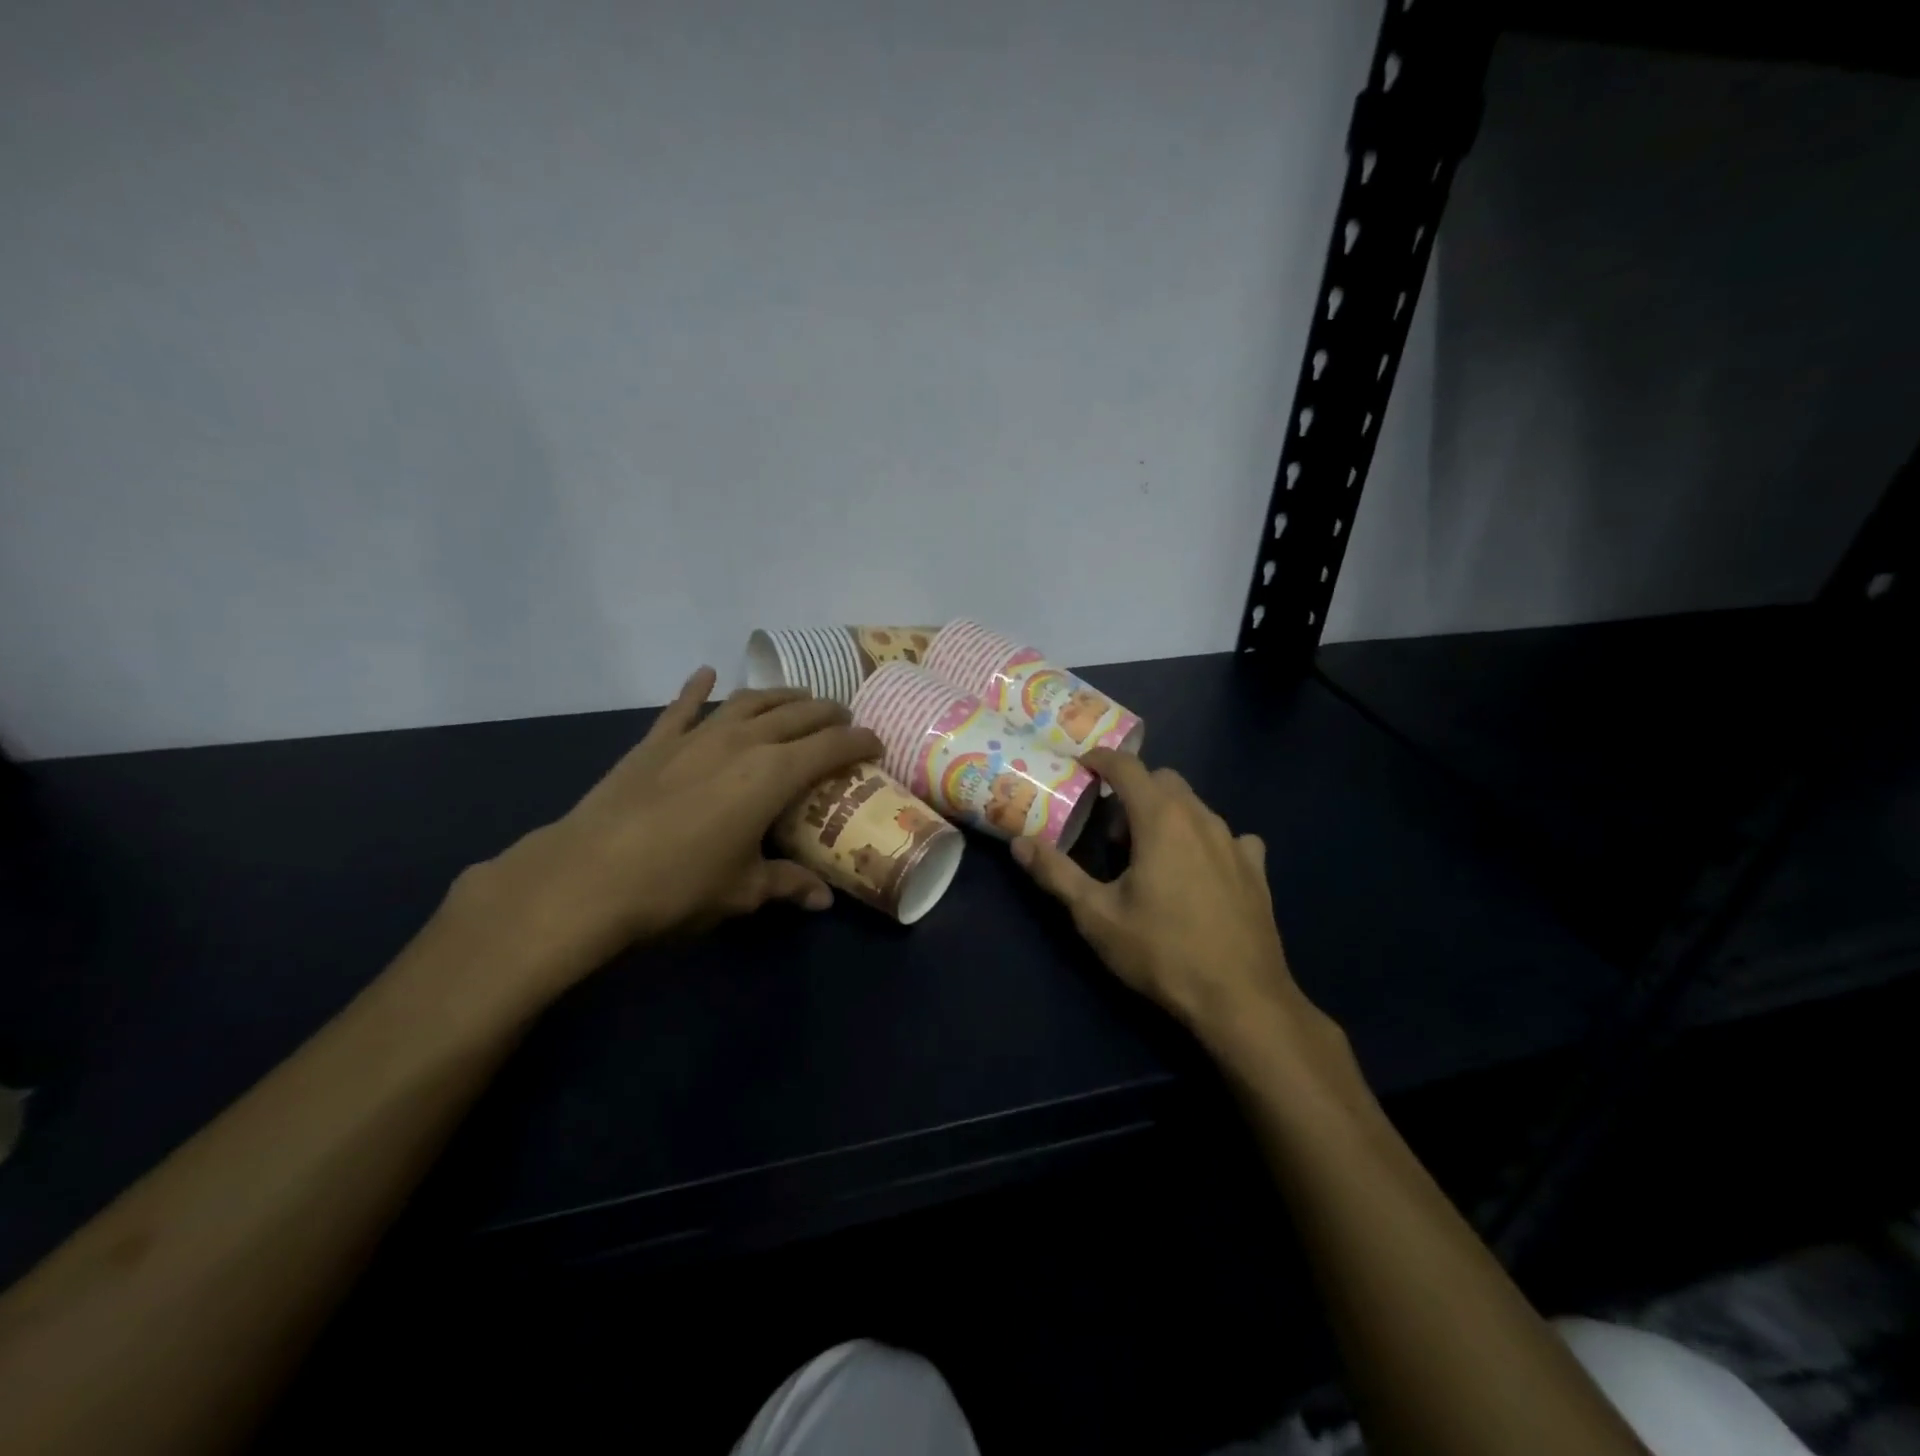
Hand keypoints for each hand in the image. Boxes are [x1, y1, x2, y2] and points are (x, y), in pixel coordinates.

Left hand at [446, 667, 882, 995]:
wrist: (587, 878)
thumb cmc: (679, 887)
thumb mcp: (742, 891)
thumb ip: (787, 885)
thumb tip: (823, 899)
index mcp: (774, 774)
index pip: (832, 746)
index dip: (860, 742)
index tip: (876, 743)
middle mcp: (743, 742)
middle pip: (797, 714)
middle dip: (827, 714)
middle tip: (843, 721)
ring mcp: (697, 736)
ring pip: (749, 701)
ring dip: (779, 696)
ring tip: (797, 699)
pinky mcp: (656, 742)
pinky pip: (683, 706)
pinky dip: (697, 688)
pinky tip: (705, 674)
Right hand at [1011, 749, 1329, 1068]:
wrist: (1241, 999)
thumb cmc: (1162, 952)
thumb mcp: (1096, 916)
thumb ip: (1056, 873)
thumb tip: (1018, 843)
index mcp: (1161, 819)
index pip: (1127, 766)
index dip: (1101, 759)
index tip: (1081, 766)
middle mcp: (1201, 818)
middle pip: (1163, 781)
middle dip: (1133, 792)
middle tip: (1113, 834)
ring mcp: (1235, 842)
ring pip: (1195, 807)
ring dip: (1167, 815)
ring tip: (1150, 858)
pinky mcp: (1256, 869)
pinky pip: (1228, 837)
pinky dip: (1205, 841)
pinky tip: (1200, 874)